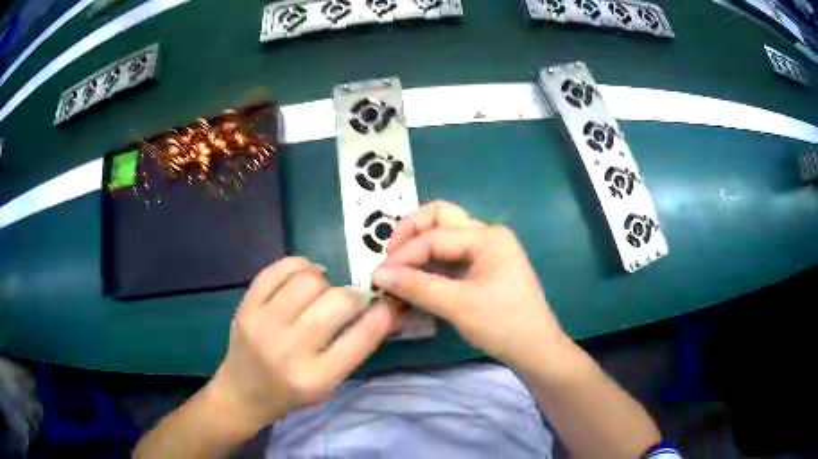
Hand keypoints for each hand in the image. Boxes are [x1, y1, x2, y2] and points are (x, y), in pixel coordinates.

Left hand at [206, 257, 400, 433]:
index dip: (385, 313)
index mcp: (316, 379)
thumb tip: (385, 308)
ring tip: (322, 292)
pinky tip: (304, 276)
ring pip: (309, 279)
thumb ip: (354, 349)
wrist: (242, 393)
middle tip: (352, 301)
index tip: (390, 303)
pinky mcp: (245, 306)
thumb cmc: (290, 395)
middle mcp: (289, 350)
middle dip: (354, 296)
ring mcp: (262, 324)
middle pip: (337, 301)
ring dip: (325, 281)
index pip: (362, 336)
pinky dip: (299, 266)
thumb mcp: (329, 385)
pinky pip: (278, 269)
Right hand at [372, 201, 571, 373]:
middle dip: (411, 233)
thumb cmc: (503, 325)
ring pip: (444, 238)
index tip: (378, 276)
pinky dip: (429, 266)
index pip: (434, 237)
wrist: (535, 351)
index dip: (403, 255)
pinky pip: (450, 258)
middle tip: (389, 257)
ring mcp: (486, 253)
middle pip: (441, 219)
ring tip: (397, 271)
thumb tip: (378, 275)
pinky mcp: (483, 270)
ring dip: (418, 250)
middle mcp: (487, 236)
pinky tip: (414, 281)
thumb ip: (417, 286)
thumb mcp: (458, 305)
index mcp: (488, 237)